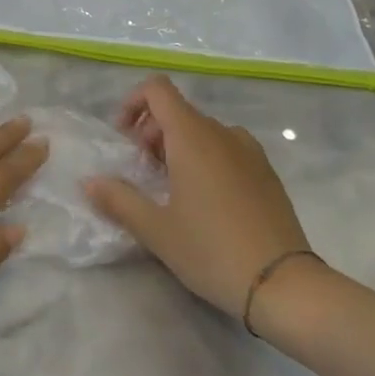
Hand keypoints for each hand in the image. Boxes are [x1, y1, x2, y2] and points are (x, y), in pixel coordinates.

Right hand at [83, 76, 311, 318]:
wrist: (285, 285)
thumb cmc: (212, 250)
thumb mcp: (156, 230)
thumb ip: (118, 200)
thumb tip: (89, 182)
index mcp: (192, 135)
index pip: (157, 89)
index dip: (133, 103)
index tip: (123, 139)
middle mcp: (221, 132)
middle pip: (178, 111)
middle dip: (152, 133)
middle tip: (143, 173)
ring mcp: (249, 151)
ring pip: (203, 131)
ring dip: (179, 147)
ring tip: (173, 189)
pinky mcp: (267, 172)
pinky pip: (226, 149)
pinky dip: (206, 159)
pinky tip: (206, 201)